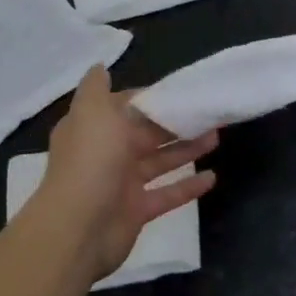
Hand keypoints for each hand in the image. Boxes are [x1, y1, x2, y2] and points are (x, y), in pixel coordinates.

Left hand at [34, 66, 217, 279]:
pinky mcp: (137, 210)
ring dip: (187, 149)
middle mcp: (106, 152)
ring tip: (217, 137)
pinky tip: (212, 177)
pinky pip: (167, 194)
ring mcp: (122, 183)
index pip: (124, 106)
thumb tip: (99, 66)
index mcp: (94, 127)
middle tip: (208, 113)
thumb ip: (97, 88)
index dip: (150, 98)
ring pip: (160, 160)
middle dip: (175, 123)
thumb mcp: (92, 112)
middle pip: (146, 133)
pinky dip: (188, 186)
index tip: (179, 91)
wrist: (78, 229)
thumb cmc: (90, 161)